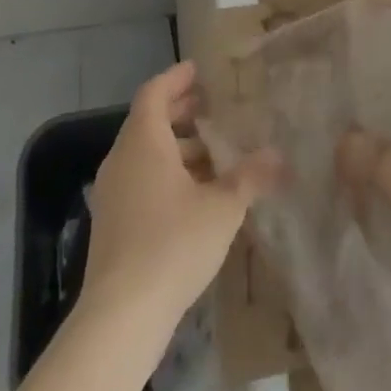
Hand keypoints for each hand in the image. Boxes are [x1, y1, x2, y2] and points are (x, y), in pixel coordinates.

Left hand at [82, 61, 280, 328]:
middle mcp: (122, 161)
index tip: (200, 71)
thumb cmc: (172, 245)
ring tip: (213, 156)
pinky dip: (165, 175)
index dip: (177, 78)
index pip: (155, 92)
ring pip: (144, 155)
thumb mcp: (223, 207)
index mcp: (143, 142)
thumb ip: (250, 177)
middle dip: (181, 113)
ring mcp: (112, 195)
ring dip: (177, 148)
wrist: (120, 319)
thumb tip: (278, 155)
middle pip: (148, 122)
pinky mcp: (112, 226)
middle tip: (213, 109)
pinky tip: (195, 196)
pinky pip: (140, 181)